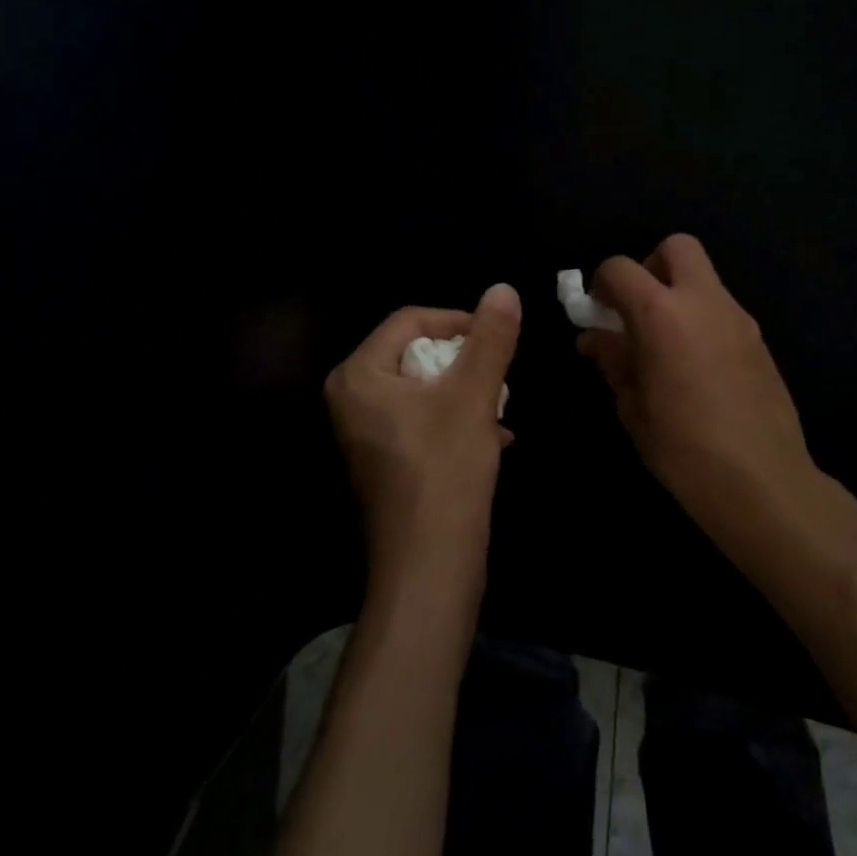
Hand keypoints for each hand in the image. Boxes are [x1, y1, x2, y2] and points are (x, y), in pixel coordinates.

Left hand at [325, 283, 521, 605]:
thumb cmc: (445, 471)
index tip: (497, 340)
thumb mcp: (473, 396)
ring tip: (499, 411)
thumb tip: (504, 288)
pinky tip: (494, 439)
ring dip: (467, 393)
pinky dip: (457, 421)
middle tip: (499, 381)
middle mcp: (353, 399)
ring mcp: (367, 432)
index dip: (458, 321)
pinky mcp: (386, 459)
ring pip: (426, 388)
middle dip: (465, 364)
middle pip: (418, 353)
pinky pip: (423, 419)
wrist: (429, 567)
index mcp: (359, 375)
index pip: (411, 319)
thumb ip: (490, 339)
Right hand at [579, 236, 817, 535]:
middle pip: (677, 247)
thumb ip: (613, 360)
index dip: (601, 284)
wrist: (762, 481)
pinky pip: (723, 309)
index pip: (620, 268)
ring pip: (704, 278)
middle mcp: (704, 302)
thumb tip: (595, 337)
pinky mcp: (759, 339)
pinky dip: (702, 319)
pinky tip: (697, 366)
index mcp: (661, 314)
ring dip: (679, 294)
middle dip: (650, 267)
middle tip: (639, 310)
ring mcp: (738, 318)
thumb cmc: (683, 448)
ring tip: (666, 345)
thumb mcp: (632, 406)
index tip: (598, 314)